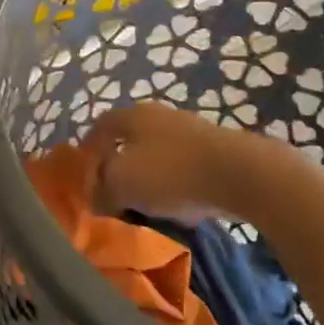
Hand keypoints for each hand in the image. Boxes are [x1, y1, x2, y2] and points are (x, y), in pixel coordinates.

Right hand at [83, 104, 254, 221]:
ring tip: (143, 205)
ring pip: (158, 155)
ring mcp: (191, 131)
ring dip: (148, 177)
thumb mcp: (121, 183)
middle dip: (119, 165)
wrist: (241, 175)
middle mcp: (161, 116)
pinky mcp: (216, 152)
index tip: (83, 172)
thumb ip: (101, 188)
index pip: (100, 126)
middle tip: (111, 191)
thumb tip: (95, 196)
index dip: (88, 148)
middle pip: (130, 139)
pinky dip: (175, 186)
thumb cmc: (170, 172)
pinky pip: (184, 169)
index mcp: (133, 116)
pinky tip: (178, 208)